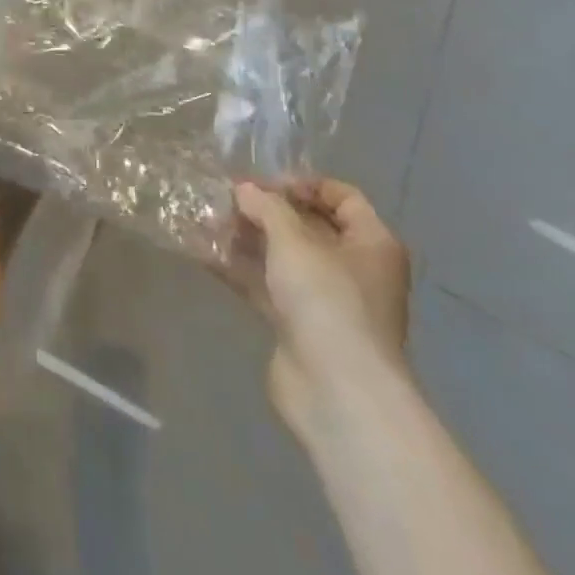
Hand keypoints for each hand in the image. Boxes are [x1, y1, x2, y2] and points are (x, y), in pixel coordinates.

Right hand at [229, 178, 410, 433]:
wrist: (336, 390)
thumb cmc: (327, 300)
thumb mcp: (293, 239)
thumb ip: (266, 207)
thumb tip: (244, 189)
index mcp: (371, 243)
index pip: (342, 197)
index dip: (303, 184)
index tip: (263, 184)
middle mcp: (354, 268)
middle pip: (307, 226)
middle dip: (265, 211)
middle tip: (225, 200)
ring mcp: (325, 300)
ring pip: (282, 256)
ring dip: (246, 238)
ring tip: (205, 221)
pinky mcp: (297, 325)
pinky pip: (265, 285)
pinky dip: (238, 269)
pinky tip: (202, 253)